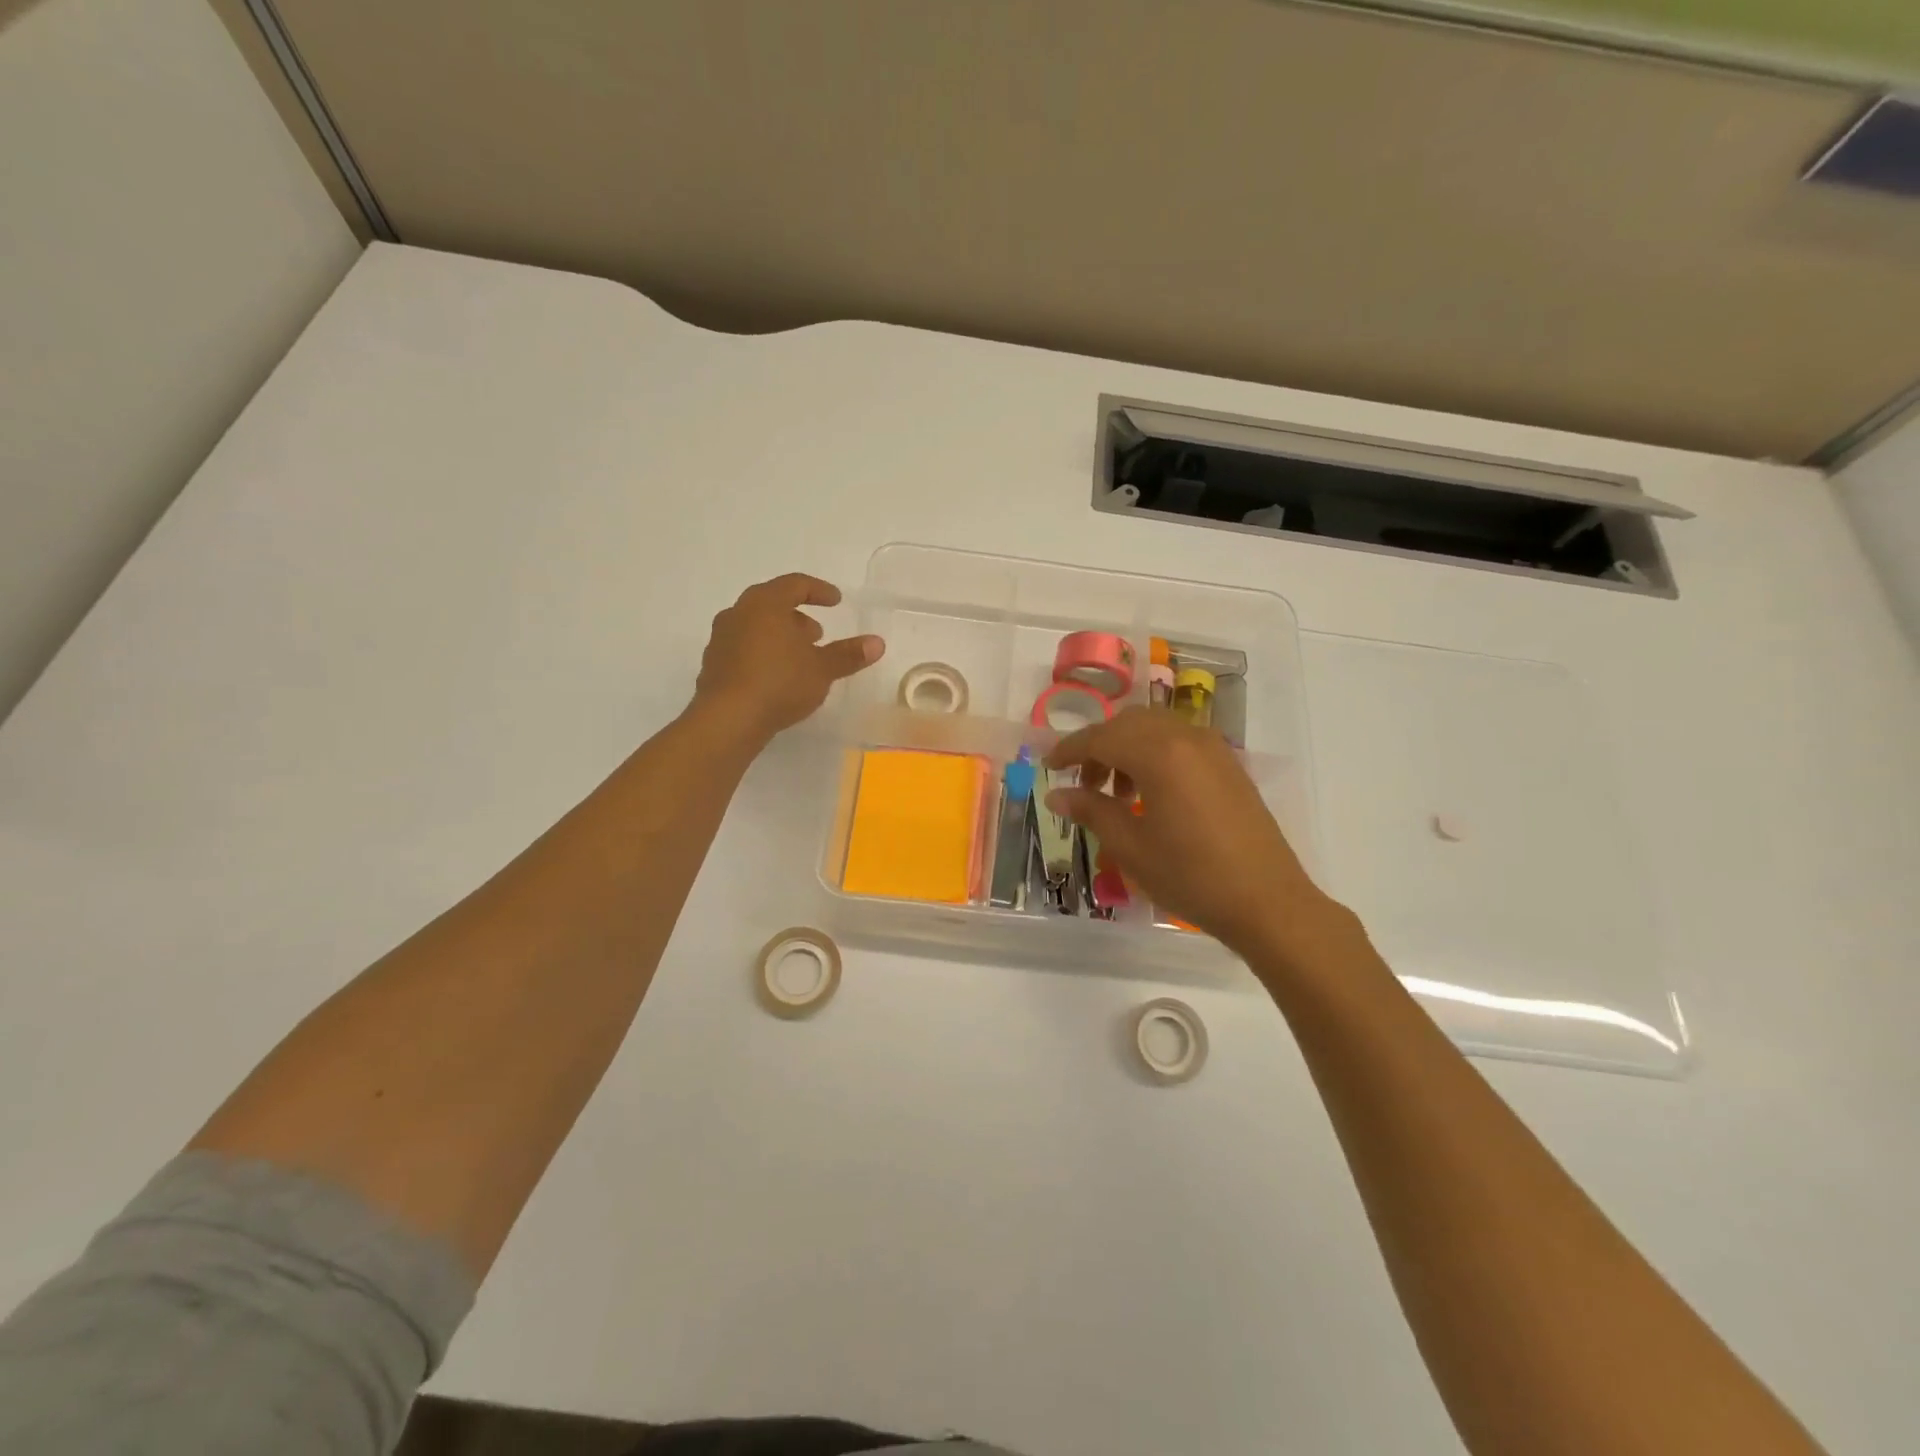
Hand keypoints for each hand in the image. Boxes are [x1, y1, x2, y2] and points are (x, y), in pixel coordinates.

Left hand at [692, 574, 884, 743]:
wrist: (727, 719)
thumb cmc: (779, 683)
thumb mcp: (822, 669)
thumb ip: (848, 654)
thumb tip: (877, 643)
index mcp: (765, 603)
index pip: (795, 584)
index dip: (819, 590)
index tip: (836, 601)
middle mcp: (738, 613)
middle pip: (771, 603)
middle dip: (798, 616)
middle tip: (817, 634)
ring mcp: (721, 638)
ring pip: (755, 626)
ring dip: (779, 636)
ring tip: (799, 658)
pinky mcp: (713, 664)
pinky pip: (743, 648)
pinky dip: (762, 653)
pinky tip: (776, 677)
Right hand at [1045, 707, 1348, 963]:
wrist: (1266, 901)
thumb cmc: (1191, 876)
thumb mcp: (1131, 847)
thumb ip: (1092, 811)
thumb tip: (1057, 795)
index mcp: (1159, 754)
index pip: (1100, 737)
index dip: (1069, 750)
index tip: (1049, 767)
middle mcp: (1186, 738)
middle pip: (1128, 723)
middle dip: (1098, 746)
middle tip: (1083, 784)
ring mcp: (1212, 748)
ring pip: (1155, 728)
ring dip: (1126, 748)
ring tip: (1116, 793)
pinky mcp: (1228, 764)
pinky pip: (1179, 741)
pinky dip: (1154, 754)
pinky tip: (1150, 793)